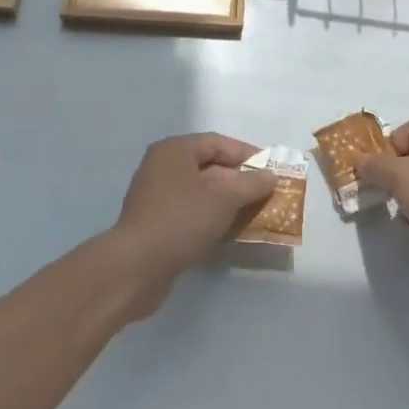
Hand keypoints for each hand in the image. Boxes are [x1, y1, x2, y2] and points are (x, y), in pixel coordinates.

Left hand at [106, 134, 275, 317]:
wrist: (137, 266)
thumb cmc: (182, 219)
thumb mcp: (224, 198)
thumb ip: (251, 184)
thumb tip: (270, 176)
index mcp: (174, 150)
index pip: (217, 143)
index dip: (246, 154)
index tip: (271, 170)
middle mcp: (162, 167)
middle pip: (209, 166)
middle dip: (239, 181)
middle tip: (266, 195)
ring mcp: (156, 196)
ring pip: (200, 192)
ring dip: (227, 202)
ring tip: (254, 214)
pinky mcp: (155, 222)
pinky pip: (190, 212)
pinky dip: (211, 217)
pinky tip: (229, 232)